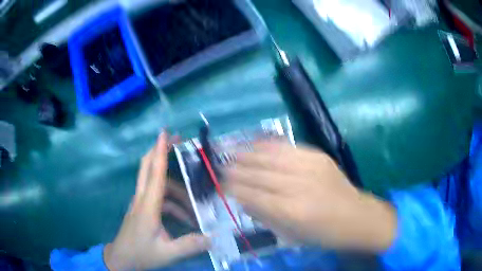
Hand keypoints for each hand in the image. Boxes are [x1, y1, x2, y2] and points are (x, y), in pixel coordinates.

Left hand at [104, 133, 209, 270]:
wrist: (121, 259)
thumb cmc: (141, 253)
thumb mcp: (167, 253)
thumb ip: (190, 245)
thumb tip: (213, 237)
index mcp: (148, 207)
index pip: (155, 174)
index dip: (160, 153)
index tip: (164, 133)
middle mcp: (142, 199)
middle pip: (147, 167)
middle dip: (160, 150)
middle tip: (177, 139)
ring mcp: (140, 203)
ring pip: (157, 185)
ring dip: (177, 190)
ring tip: (195, 206)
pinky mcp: (142, 209)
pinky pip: (159, 199)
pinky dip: (173, 204)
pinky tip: (185, 219)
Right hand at [225, 141, 395, 251]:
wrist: (357, 217)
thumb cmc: (324, 235)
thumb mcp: (292, 236)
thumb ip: (265, 217)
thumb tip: (243, 201)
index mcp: (291, 211)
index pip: (253, 195)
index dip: (233, 187)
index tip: (220, 182)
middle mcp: (299, 185)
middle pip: (259, 174)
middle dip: (236, 169)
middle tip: (220, 164)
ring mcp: (310, 167)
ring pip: (271, 156)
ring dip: (248, 153)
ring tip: (231, 150)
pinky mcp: (318, 157)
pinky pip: (289, 146)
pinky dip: (269, 144)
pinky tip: (255, 142)